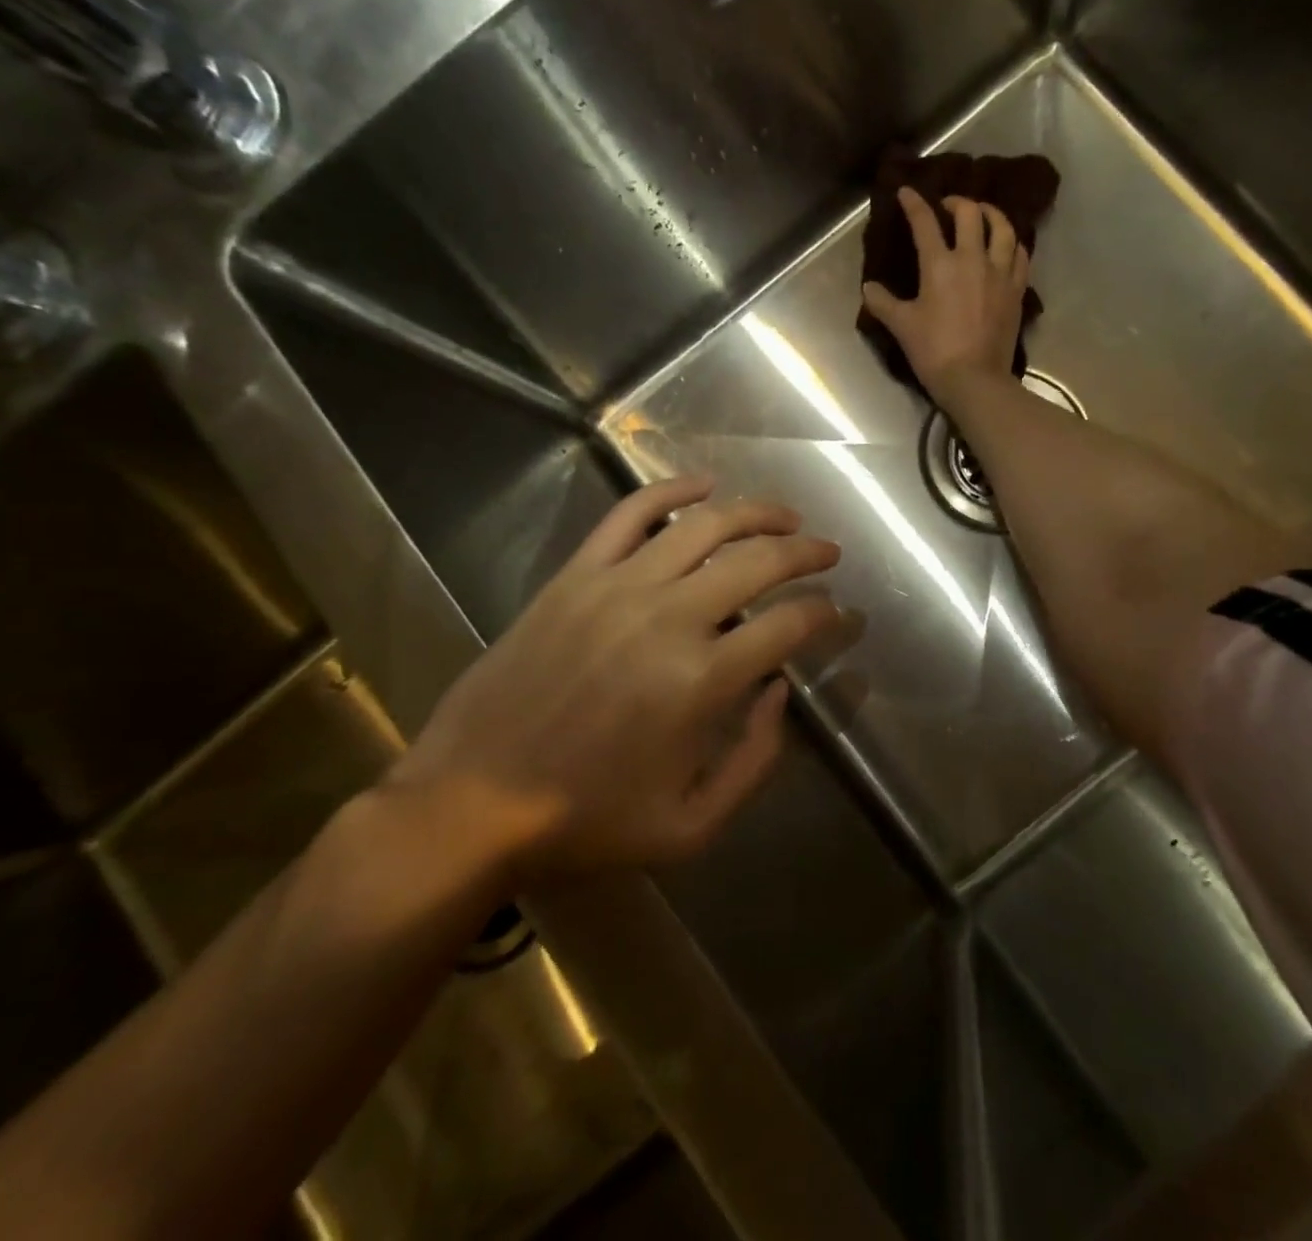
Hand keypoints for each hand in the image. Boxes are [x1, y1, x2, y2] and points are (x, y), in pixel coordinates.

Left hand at [394, 476, 840, 881]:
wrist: (470, 802)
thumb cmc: (586, 821)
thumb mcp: (691, 826)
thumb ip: (756, 761)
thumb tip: (782, 691)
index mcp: (702, 682)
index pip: (791, 625)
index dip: (827, 615)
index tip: (841, 614)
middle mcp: (669, 618)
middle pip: (759, 561)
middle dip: (807, 552)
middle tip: (829, 553)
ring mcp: (618, 588)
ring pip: (705, 525)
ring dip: (758, 512)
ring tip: (786, 517)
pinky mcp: (576, 576)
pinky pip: (630, 513)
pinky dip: (672, 490)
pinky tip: (704, 485)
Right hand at [862, 187, 1029, 406]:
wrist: (974, 379)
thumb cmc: (934, 352)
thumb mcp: (902, 326)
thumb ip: (883, 303)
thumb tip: (869, 287)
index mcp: (940, 265)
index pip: (925, 222)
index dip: (914, 203)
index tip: (906, 192)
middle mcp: (973, 259)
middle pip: (970, 214)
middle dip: (957, 202)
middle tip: (948, 206)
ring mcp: (999, 273)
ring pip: (1002, 228)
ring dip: (991, 214)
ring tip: (983, 214)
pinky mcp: (1016, 290)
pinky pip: (1020, 255)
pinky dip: (1012, 243)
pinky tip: (1007, 245)